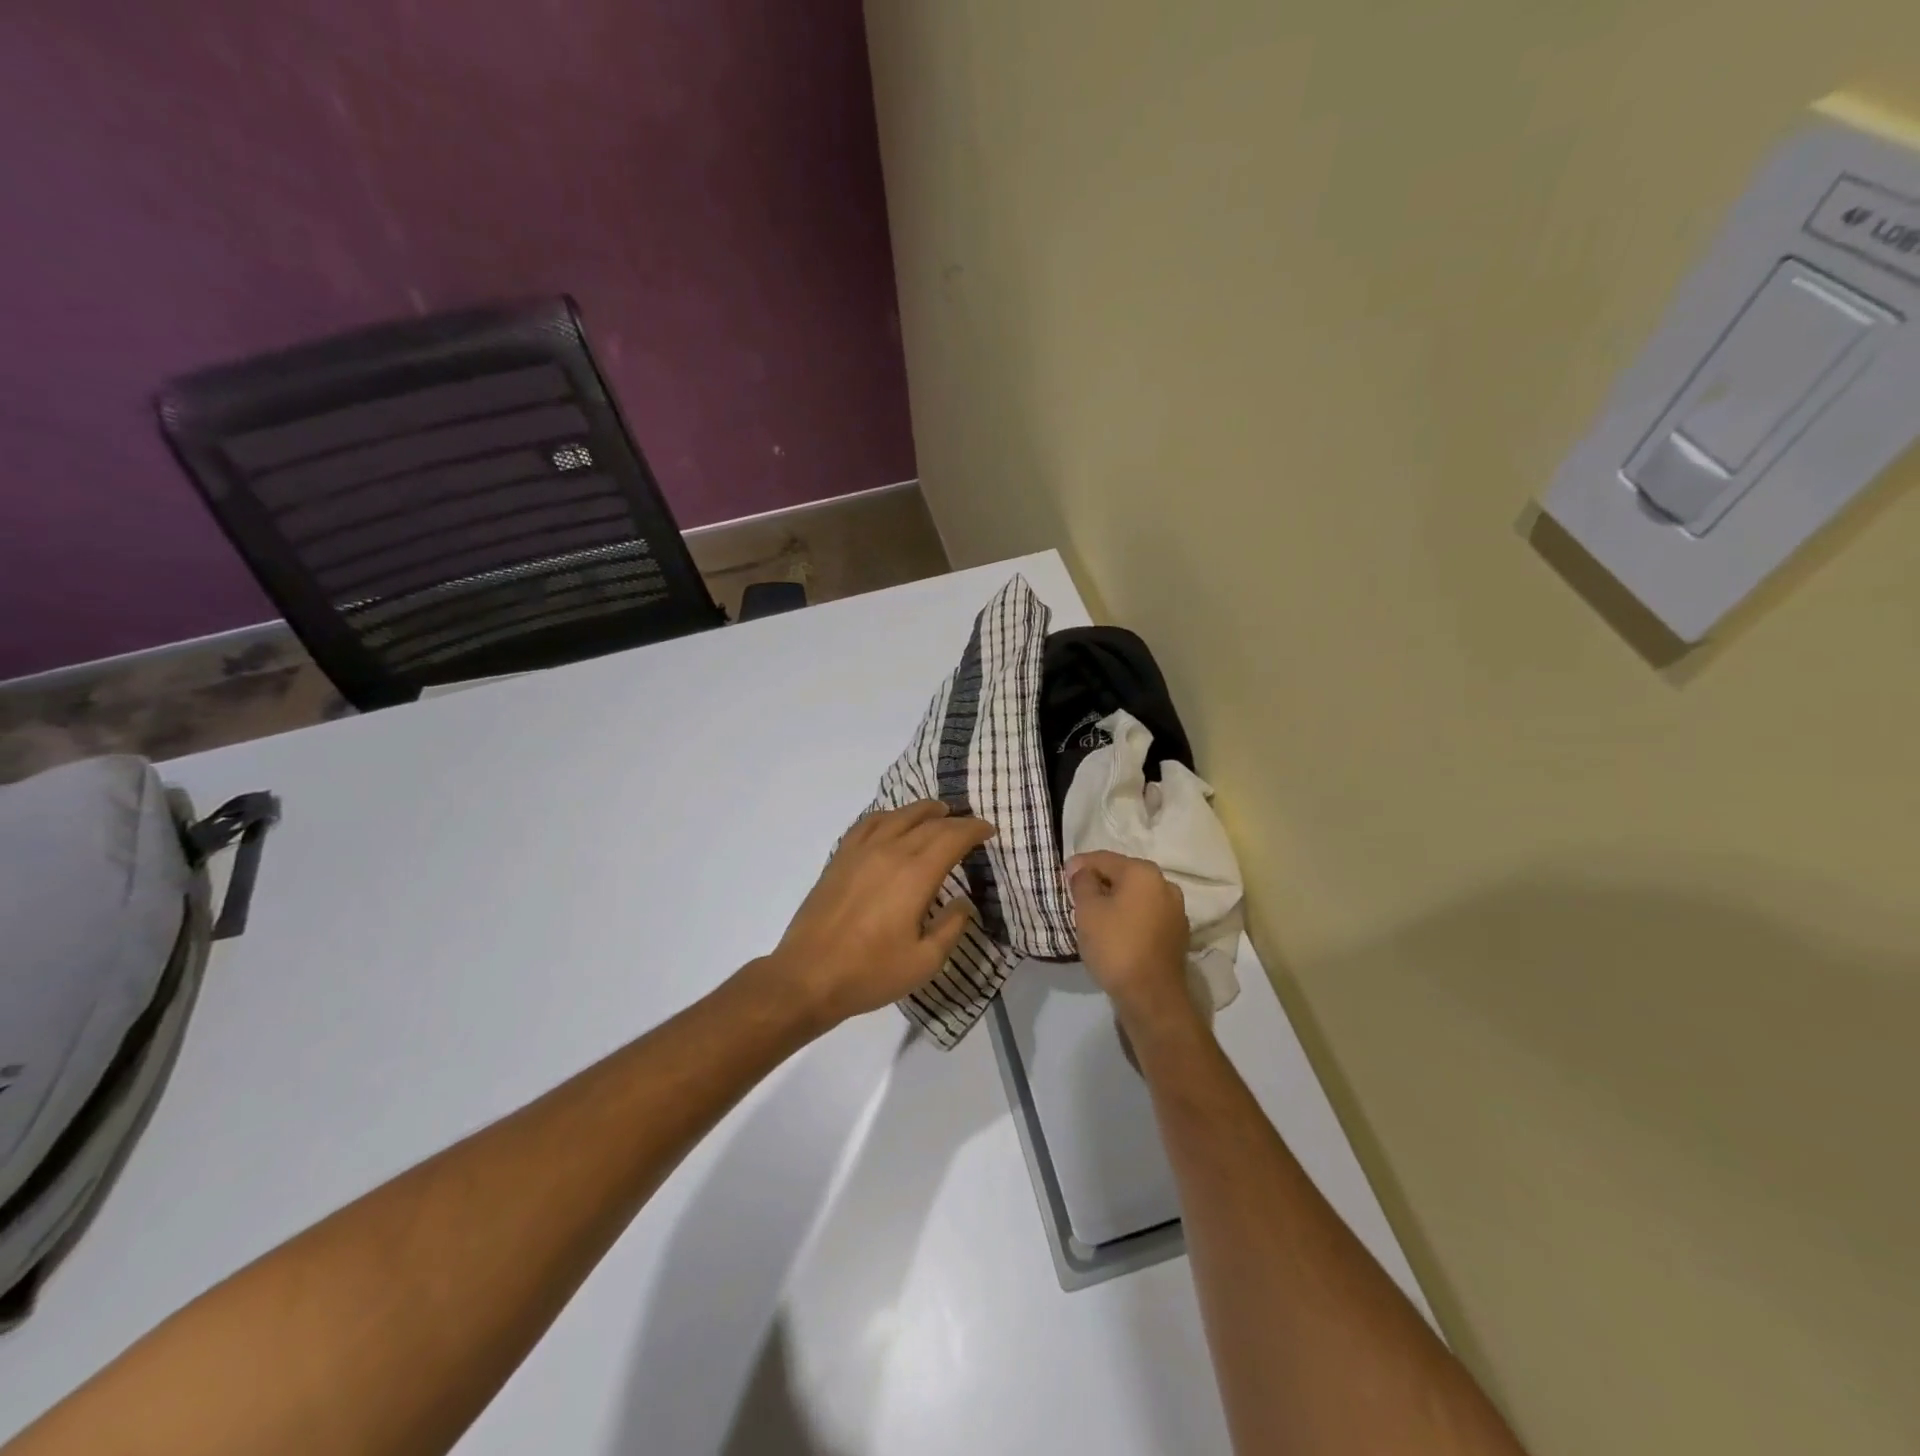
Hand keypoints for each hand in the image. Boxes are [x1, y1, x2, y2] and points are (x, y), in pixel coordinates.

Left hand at [760, 800, 994, 1028]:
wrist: (807, 976)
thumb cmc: (870, 973)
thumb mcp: (924, 962)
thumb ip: (951, 927)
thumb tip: (963, 902)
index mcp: (915, 875)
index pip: (952, 837)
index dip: (973, 830)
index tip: (988, 831)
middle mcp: (890, 852)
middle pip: (928, 823)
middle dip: (954, 821)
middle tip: (969, 826)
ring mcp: (860, 852)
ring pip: (898, 816)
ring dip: (923, 810)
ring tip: (937, 812)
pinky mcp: (839, 858)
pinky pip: (867, 823)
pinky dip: (888, 816)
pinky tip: (892, 822)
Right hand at [1066, 851, 1193, 1021]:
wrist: (1151, 996)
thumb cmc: (1115, 946)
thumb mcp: (1088, 910)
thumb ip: (1082, 882)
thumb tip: (1081, 868)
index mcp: (1143, 872)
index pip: (1104, 859)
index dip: (1080, 865)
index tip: (1062, 878)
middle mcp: (1165, 884)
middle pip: (1123, 875)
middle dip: (1099, 883)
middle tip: (1076, 898)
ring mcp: (1175, 910)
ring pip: (1136, 896)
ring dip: (1115, 901)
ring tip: (1094, 917)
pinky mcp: (1177, 934)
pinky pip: (1147, 915)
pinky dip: (1130, 917)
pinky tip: (1116, 932)